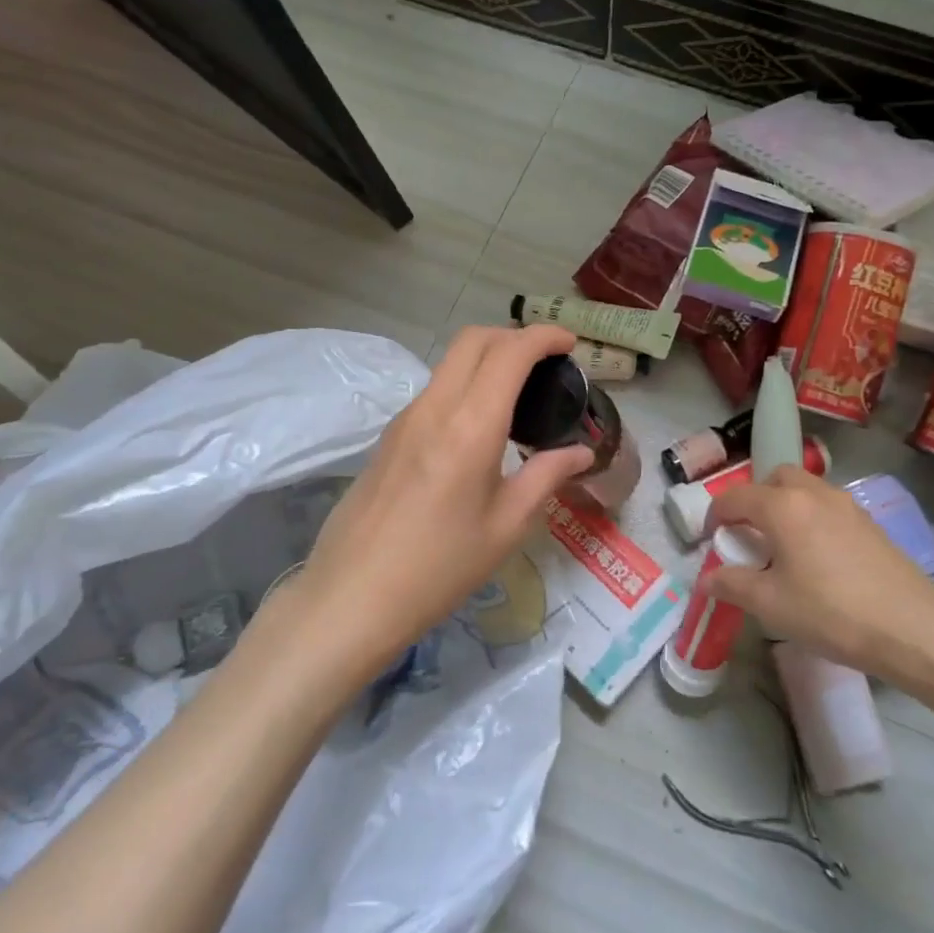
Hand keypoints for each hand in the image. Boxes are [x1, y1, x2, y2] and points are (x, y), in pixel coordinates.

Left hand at [278, 325, 595, 681]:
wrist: (353, 596)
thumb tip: (580, 452)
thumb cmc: (441, 566)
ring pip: (449, 362)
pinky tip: (480, 425)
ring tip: (519, 393)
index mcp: (471, 425)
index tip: (570, 344)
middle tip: (546, 363)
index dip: (544, 337)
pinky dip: (465, 383)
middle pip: (473, 340)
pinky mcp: (389, 436)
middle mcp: (434, 407)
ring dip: (487, 358)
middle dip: (514, 336)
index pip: (509, 352)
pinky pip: (434, 389)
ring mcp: (405, 419)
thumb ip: (547, 476)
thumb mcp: (507, 525)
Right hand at [702, 466, 933, 700]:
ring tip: (783, 546)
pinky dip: (813, 518)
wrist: (913, 628)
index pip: (736, 497)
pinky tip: (818, 558)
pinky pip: (829, 507)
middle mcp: (814, 493)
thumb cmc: (831, 613)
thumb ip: (732, 586)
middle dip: (755, 499)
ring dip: (786, 506)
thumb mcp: (771, 605)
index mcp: (783, 507)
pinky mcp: (871, 524)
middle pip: (775, 478)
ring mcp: (847, 505)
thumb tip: (706, 580)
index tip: (709, 538)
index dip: (715, 515)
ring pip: (806, 489)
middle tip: (749, 534)